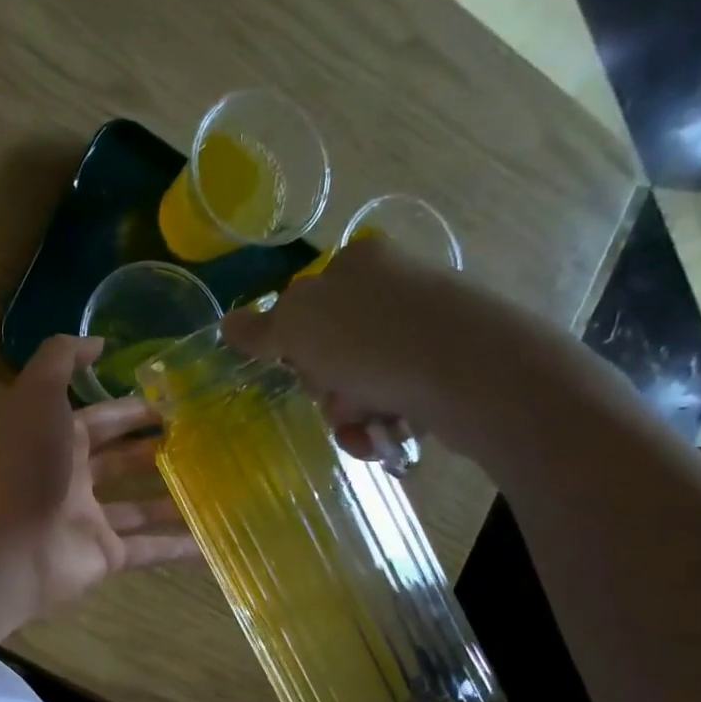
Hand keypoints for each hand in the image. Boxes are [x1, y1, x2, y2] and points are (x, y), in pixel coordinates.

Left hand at [0, 335, 199, 612]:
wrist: (8, 545)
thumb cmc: (27, 464)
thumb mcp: (38, 394)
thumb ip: (62, 358)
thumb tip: (98, 343)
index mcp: (55, 440)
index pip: (101, 420)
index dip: (134, 411)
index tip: (178, 404)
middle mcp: (71, 479)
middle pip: (119, 462)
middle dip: (155, 451)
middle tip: (204, 442)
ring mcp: (88, 521)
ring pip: (138, 508)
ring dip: (173, 498)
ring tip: (218, 486)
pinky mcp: (104, 557)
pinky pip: (149, 550)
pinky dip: (179, 548)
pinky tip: (214, 541)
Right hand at [221, 237, 585, 457]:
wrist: (474, 372)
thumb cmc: (372, 341)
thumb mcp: (298, 328)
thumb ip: (260, 329)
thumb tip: (227, 323)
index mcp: (357, 266)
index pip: (302, 307)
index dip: (293, 344)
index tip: (297, 364)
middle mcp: (393, 288)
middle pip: (328, 350)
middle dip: (323, 385)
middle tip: (333, 394)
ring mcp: (424, 326)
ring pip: (358, 382)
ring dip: (347, 412)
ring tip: (366, 422)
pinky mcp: (448, 365)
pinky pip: (394, 399)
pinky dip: (379, 424)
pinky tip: (383, 435)